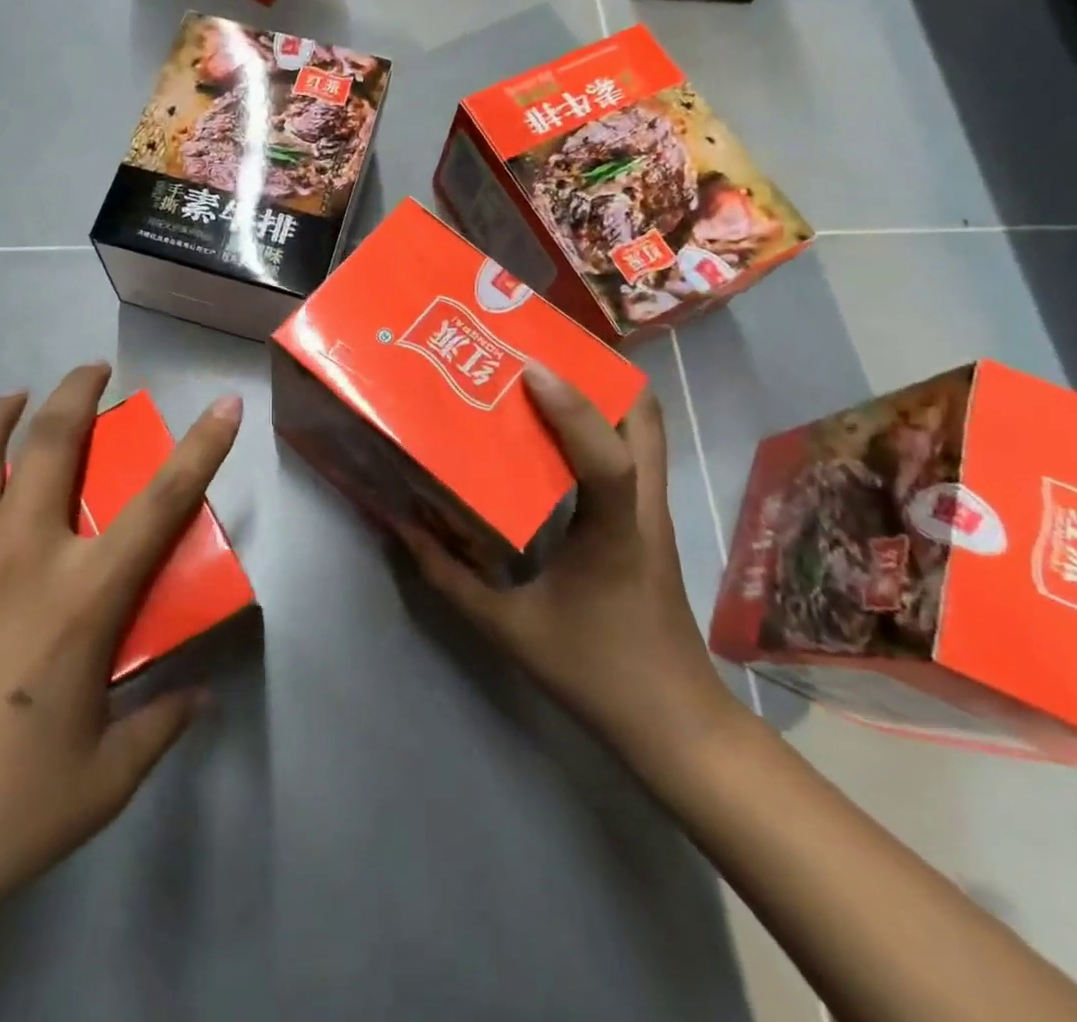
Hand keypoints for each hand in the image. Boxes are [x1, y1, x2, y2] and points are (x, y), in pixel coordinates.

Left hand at [0, 365, 244, 1021]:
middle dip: (77, 392)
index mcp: (82, 595)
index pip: (162, 502)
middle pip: (52, 441)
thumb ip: (159, 728)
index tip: (224, 405)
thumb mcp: (101, 781)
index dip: (202, 448)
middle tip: (90, 371)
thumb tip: (201, 700)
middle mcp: (18, 552)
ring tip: (11, 400)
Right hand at [396, 366, 733, 761]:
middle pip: (647, 419)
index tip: (529, 368)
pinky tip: (558, 434)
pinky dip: (604, 426)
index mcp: (616, 532)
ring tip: (546, 378)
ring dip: (604, 394)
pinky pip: (636, 455)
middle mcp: (645, 508)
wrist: (674, 722)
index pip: (608, 458)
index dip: (573, 408)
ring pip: (647, 431)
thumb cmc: (594, 672)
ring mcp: (656, 513)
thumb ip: (448, 578)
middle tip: (540, 353)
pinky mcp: (651, 523)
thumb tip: (402, 528)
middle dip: (600, 374)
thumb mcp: (508, 629)